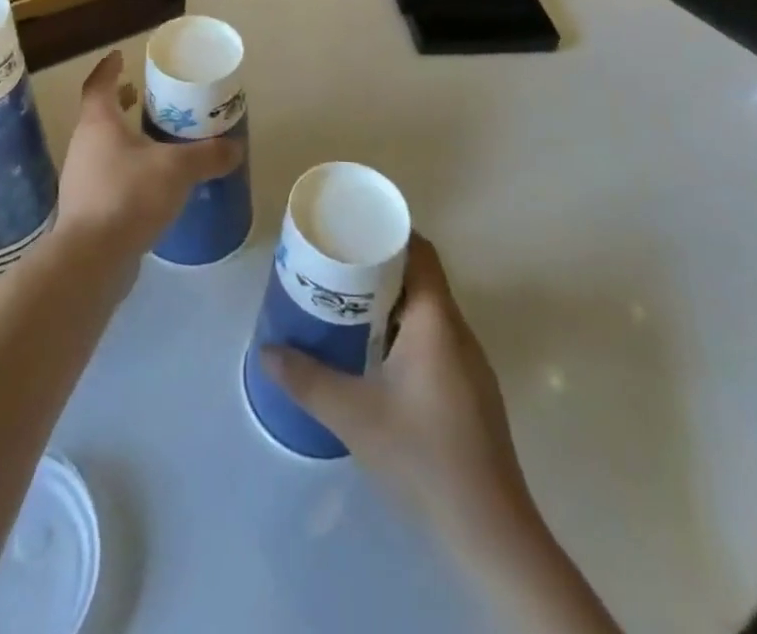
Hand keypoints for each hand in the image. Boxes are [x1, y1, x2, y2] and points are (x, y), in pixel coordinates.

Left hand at [52, 50, 240, 272]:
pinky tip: (150, 184)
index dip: (110, 68)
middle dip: (123, 104)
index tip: (121, 56)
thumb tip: (236, 148)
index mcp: (99, 123)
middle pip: (101, 114)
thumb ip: (207, 156)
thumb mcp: (177, 169)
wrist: (91, 259)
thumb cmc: (129, 196)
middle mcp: (83, 144)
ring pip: (104, 147)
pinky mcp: (86, 208)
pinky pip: (107, 177)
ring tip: (156, 141)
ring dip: (125, 139)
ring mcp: (80, 178)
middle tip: (148, 98)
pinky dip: (126, 170)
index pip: (100, 84)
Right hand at [260, 235, 533, 539]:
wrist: (490, 530)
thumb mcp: (354, 415)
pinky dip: (404, 329)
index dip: (389, 232)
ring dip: (391, 300)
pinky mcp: (471, 391)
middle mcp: (458, 331)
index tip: (352, 228)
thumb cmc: (423, 455)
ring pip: (427, 310)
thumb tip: (266, 351)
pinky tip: (377, 355)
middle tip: (336, 266)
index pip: (420, 251)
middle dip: (380, 265)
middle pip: (421, 277)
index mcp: (436, 320)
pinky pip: (435, 337)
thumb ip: (307, 380)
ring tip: (348, 304)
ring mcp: (469, 363)